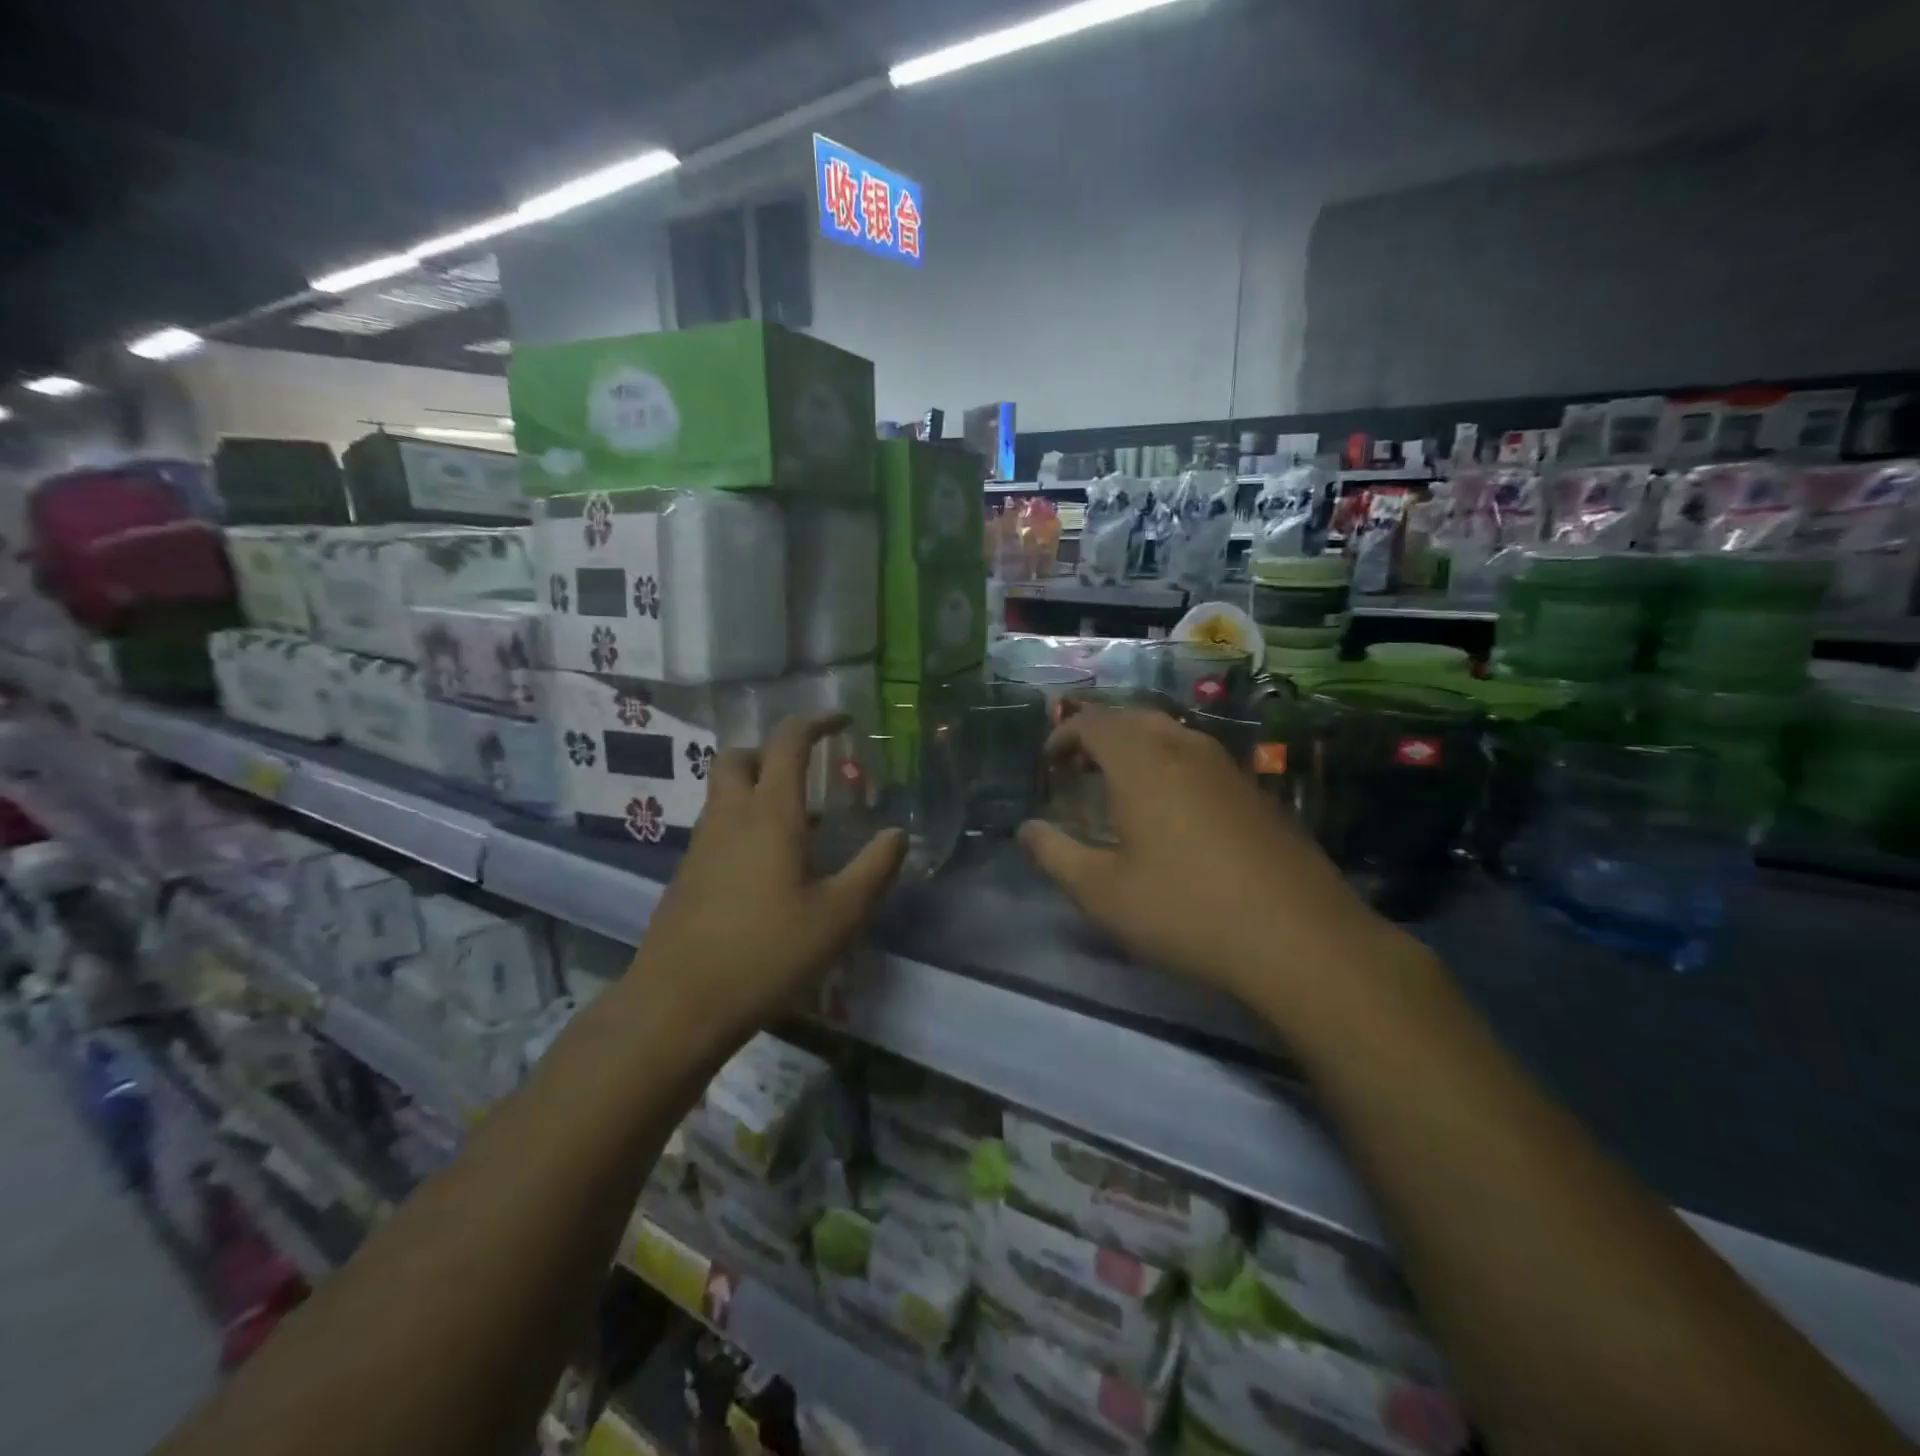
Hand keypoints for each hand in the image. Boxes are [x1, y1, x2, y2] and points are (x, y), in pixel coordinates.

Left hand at [633, 715, 906, 1034]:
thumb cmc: (767, 953)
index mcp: (770, 814)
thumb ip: (875, 869)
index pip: (788, 742)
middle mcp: (730, 817)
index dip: (816, 722)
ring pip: (724, 792)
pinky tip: (770, 870)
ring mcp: (701, 845)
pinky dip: (745, 823)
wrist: (679, 1004)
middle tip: (807, 773)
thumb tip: (897, 834)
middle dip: (773, 751)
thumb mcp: (840, 916)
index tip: (842, 722)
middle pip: (739, 757)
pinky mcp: (687, 875)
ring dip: (758, 789)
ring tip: (802, 827)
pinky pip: (718, 827)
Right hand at [1018, 706, 1389, 1003]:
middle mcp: (1185, 749)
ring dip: (1136, 747)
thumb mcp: (1104, 893)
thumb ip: (1056, 855)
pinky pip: (1199, 757)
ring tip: (1119, 785)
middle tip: (1079, 768)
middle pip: (1133, 717)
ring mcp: (1227, 768)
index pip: (1094, 722)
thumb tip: (1026, 830)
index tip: (1049, 763)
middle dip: (1099, 734)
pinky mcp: (1255, 792)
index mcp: (1142, 763)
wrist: (1300, 938)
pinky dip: (1170, 764)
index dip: (1064, 734)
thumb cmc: (1186, 911)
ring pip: (1171, 734)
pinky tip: (1172, 810)